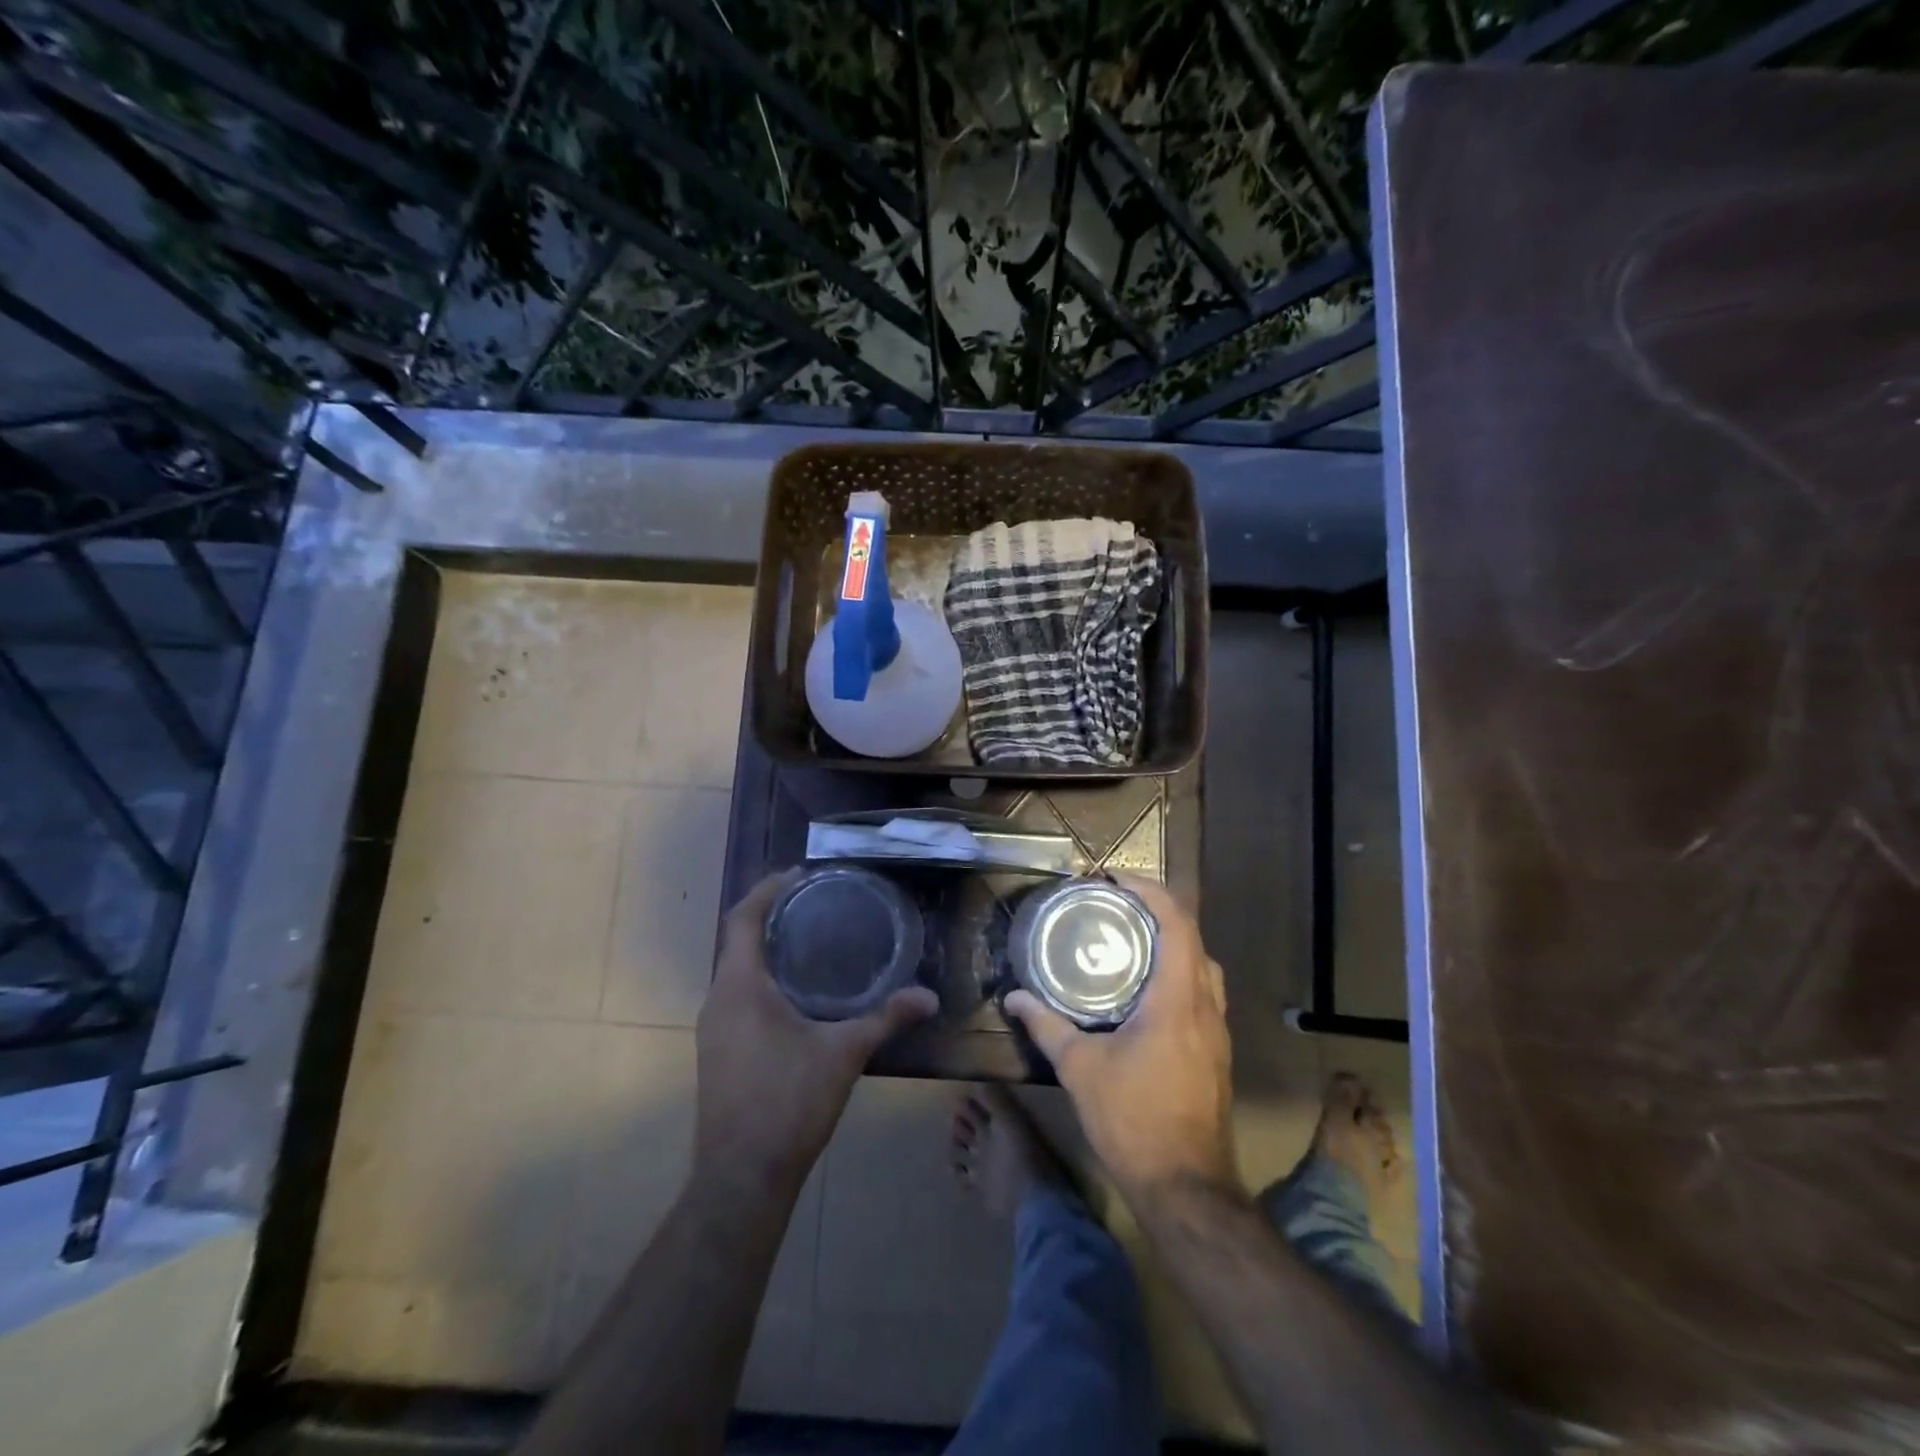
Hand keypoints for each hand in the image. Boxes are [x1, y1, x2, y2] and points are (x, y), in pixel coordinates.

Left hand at [694, 871, 937, 1199]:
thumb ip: (886, 1019)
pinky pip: (736, 998)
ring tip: (809, 942)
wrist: (742, 1178)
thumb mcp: (844, 1054)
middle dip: (771, 917)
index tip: (798, 874)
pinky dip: (762, 981)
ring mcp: (712, 1030)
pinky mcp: (717, 1053)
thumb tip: (929, 996)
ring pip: (736, 972)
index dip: (767, 890)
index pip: (743, 919)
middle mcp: (718, 1000)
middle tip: (814, 904)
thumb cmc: (789, 1103)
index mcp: (740, 987)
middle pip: (737, 942)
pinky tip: (795, 995)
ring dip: (765, 951)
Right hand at [1003, 875, 1236, 1201]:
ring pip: (1203, 966)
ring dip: (1172, 942)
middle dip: (1158, 911)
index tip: (1115, 879)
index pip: (1176, 923)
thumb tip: (1014, 997)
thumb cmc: (1133, 1120)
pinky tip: (1146, 991)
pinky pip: (1203, 992)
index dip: (1150, 890)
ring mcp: (1217, 1031)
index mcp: (1177, 999)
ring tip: (1130, 940)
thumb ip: (1046, 1026)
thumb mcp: (1080, 1069)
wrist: (1187, 1187)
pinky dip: (1178, 972)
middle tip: (1117, 906)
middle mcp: (1206, 1006)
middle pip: (1194, 937)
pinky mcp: (1216, 1052)